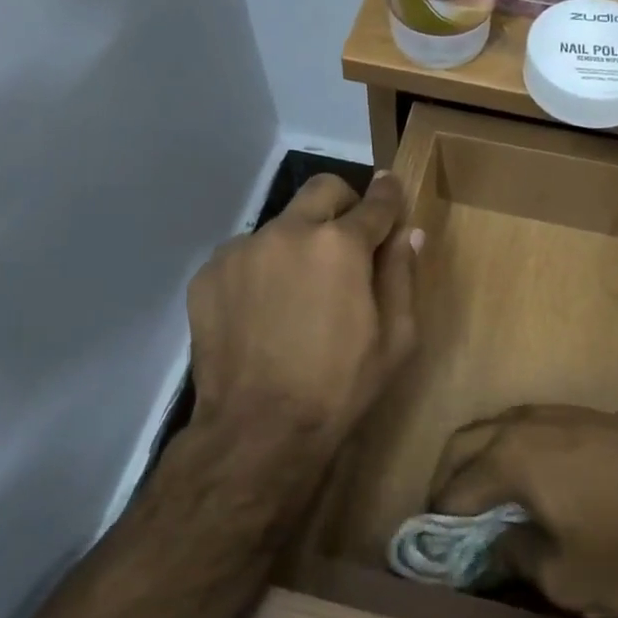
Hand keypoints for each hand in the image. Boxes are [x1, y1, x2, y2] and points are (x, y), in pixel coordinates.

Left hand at [187, 171, 419, 478]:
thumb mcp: (395, 339)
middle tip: (349, 238)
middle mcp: (288, 231)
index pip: (375, 203)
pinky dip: (262, 268)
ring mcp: (242, 250)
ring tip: (299, 291)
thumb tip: (408, 233)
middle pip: (322, 190)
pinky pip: (245, 254)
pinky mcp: (208, 273)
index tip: (391, 187)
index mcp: (340, 245)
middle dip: (344, 203)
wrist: (257, 430)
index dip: (389, 193)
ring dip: (299, 241)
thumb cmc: (339, 386)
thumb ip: (402, 276)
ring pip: (281, 224)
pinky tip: (263, 310)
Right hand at [432, 405, 617, 617]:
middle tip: (451, 520)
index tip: (435, 554)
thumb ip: (519, 559)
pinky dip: (518, 453)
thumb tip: (499, 544)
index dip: (437, 526)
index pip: (452, 491)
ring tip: (492, 502)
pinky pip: (534, 430)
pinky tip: (540, 484)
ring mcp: (559, 413)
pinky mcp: (590, 415)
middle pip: (463, 444)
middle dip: (448, 480)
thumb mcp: (569, 579)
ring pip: (499, 429)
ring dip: (483, 461)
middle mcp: (523, 424)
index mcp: (507, 458)